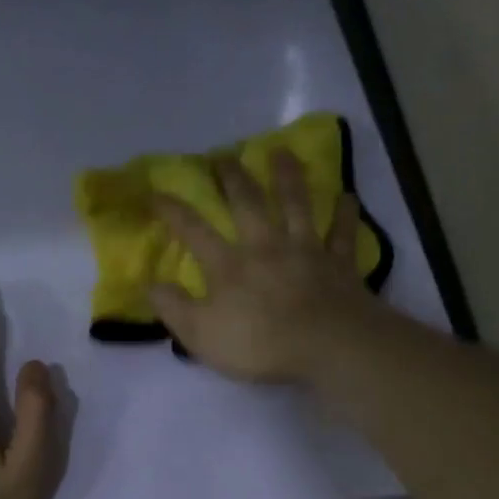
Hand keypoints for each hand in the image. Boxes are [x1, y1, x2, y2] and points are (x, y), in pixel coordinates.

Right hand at [149, 149, 382, 382]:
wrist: (328, 345)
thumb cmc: (260, 344)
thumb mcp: (202, 335)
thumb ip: (174, 308)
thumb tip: (150, 285)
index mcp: (230, 265)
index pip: (194, 231)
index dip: (173, 211)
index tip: (156, 192)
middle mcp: (266, 246)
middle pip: (248, 204)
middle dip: (233, 178)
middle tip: (224, 156)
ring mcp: (306, 251)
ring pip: (296, 205)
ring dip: (288, 177)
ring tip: (283, 153)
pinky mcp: (339, 263)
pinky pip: (342, 233)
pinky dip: (344, 214)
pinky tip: (347, 196)